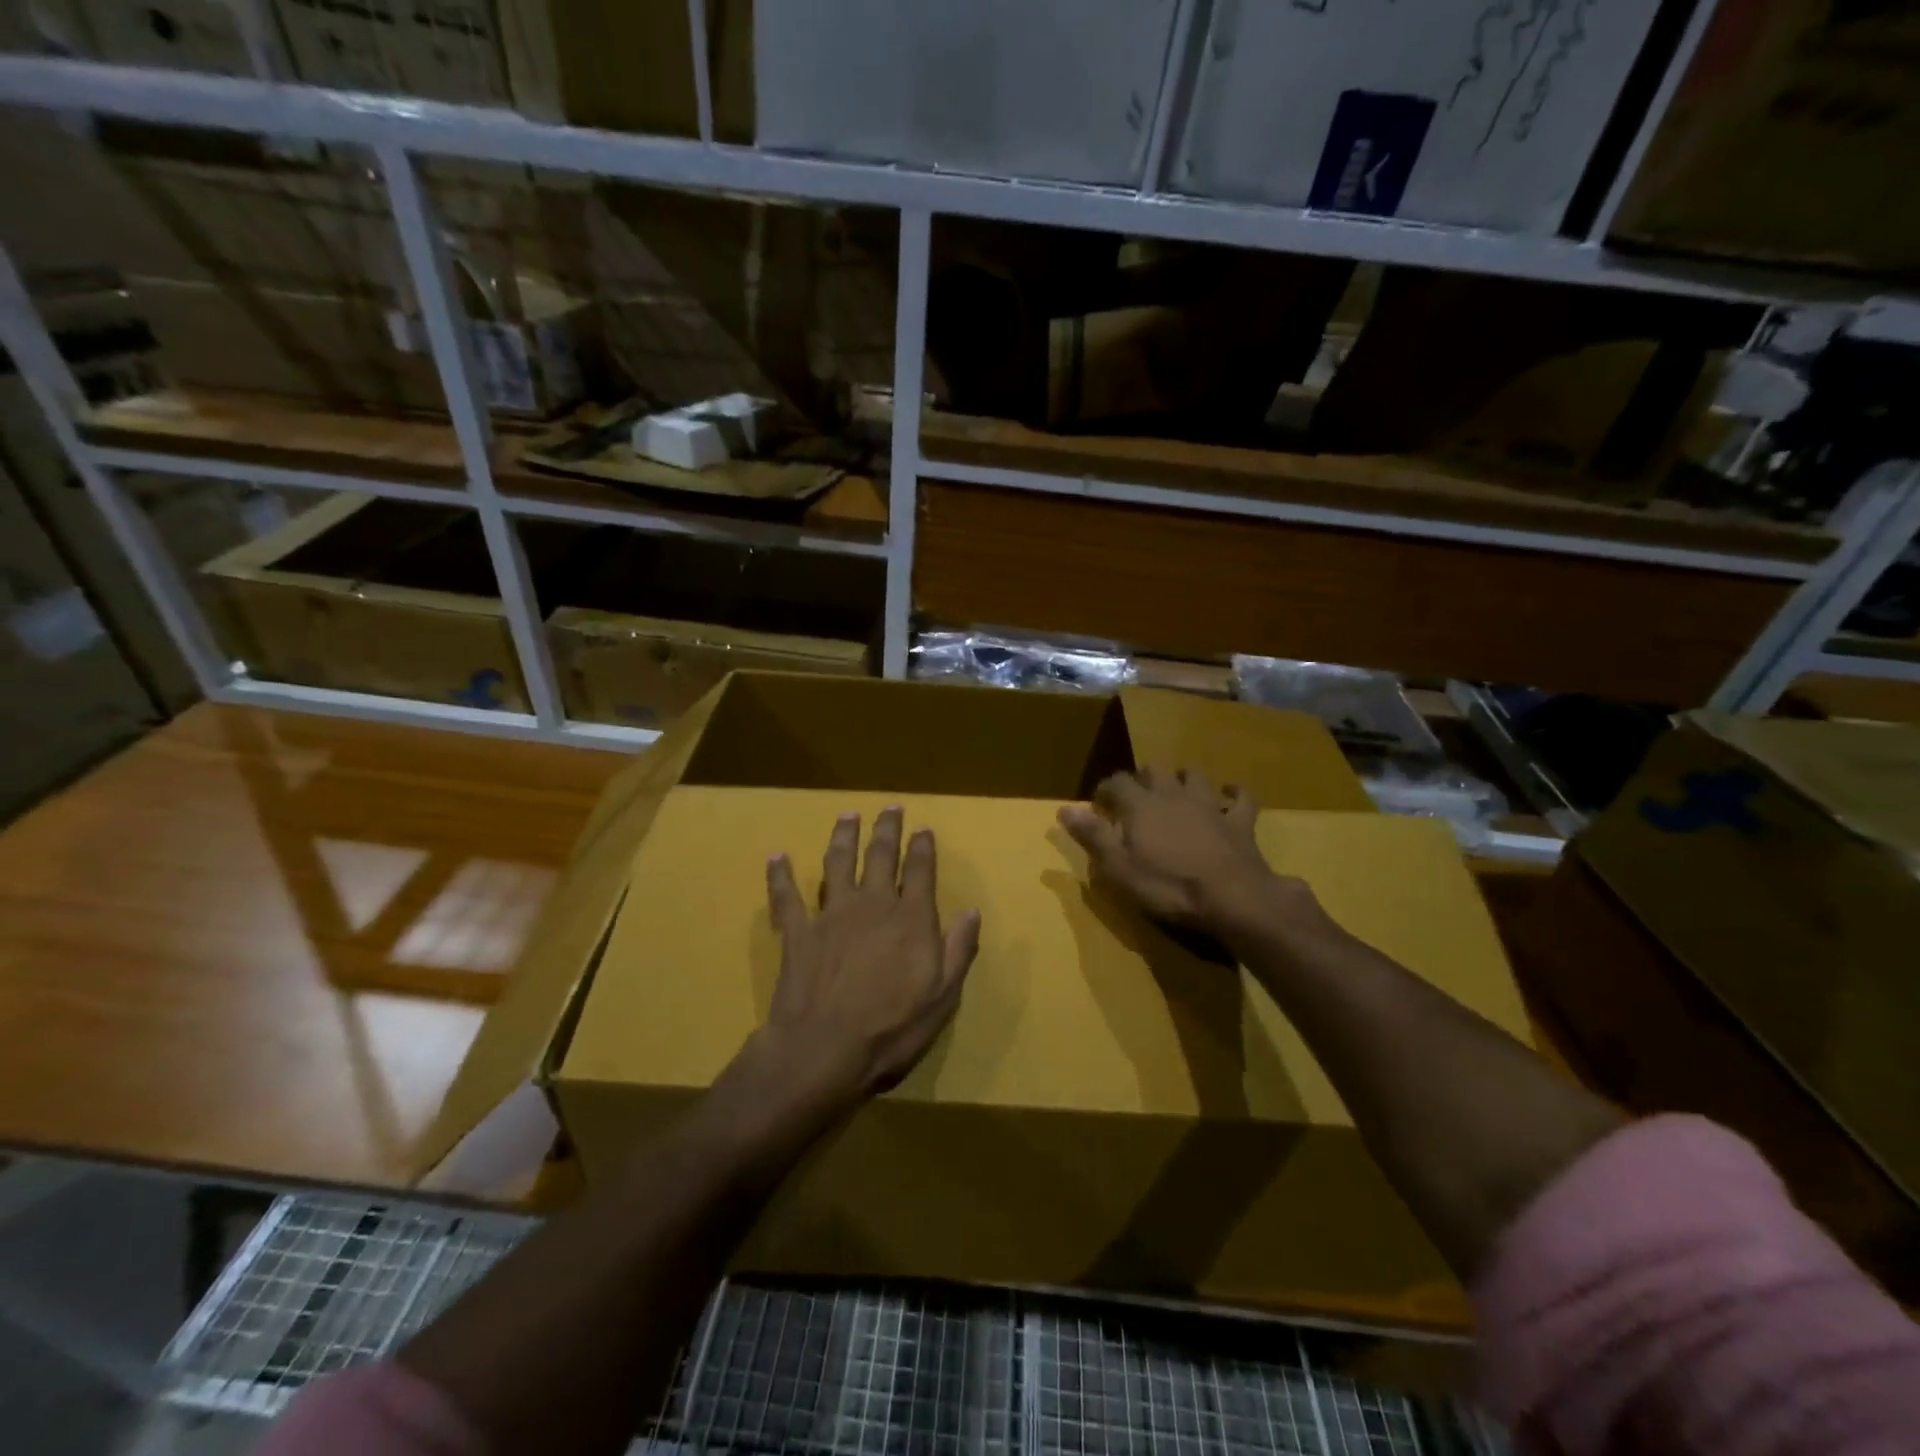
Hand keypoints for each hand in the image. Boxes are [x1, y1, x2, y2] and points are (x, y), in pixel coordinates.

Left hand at [763, 807, 981, 1100]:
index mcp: (911, 919)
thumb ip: (958, 949)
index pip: (920, 871)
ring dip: (844, 836)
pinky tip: (777, 857)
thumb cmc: (891, 1029)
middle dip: (887, 829)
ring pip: (838, 863)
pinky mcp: (798, 930)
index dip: (922, 847)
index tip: (923, 829)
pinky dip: (781, 876)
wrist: (824, 1050)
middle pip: (881, 856)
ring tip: (847, 816)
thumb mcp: (942, 997)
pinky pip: (787, 896)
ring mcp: (832, 914)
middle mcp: (873, 904)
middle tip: (891, 808)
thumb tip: (972, 911)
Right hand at [1059, 767, 1303, 935]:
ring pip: (1194, 776)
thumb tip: (1064, 808)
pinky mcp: (1239, 821)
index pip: (1117, 782)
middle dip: (1142, 779)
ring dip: (1183, 778)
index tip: (1099, 802)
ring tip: (1177, 789)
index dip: (1106, 789)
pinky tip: (1229, 796)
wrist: (1231, 897)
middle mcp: (1173, 794)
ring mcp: (1210, 805)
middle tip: (1136, 797)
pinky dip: (1233, 794)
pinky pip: (1240, 798)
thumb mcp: (1118, 867)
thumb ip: (1092, 835)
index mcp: (1140, 805)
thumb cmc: (1167, 885)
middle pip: (1154, 772)